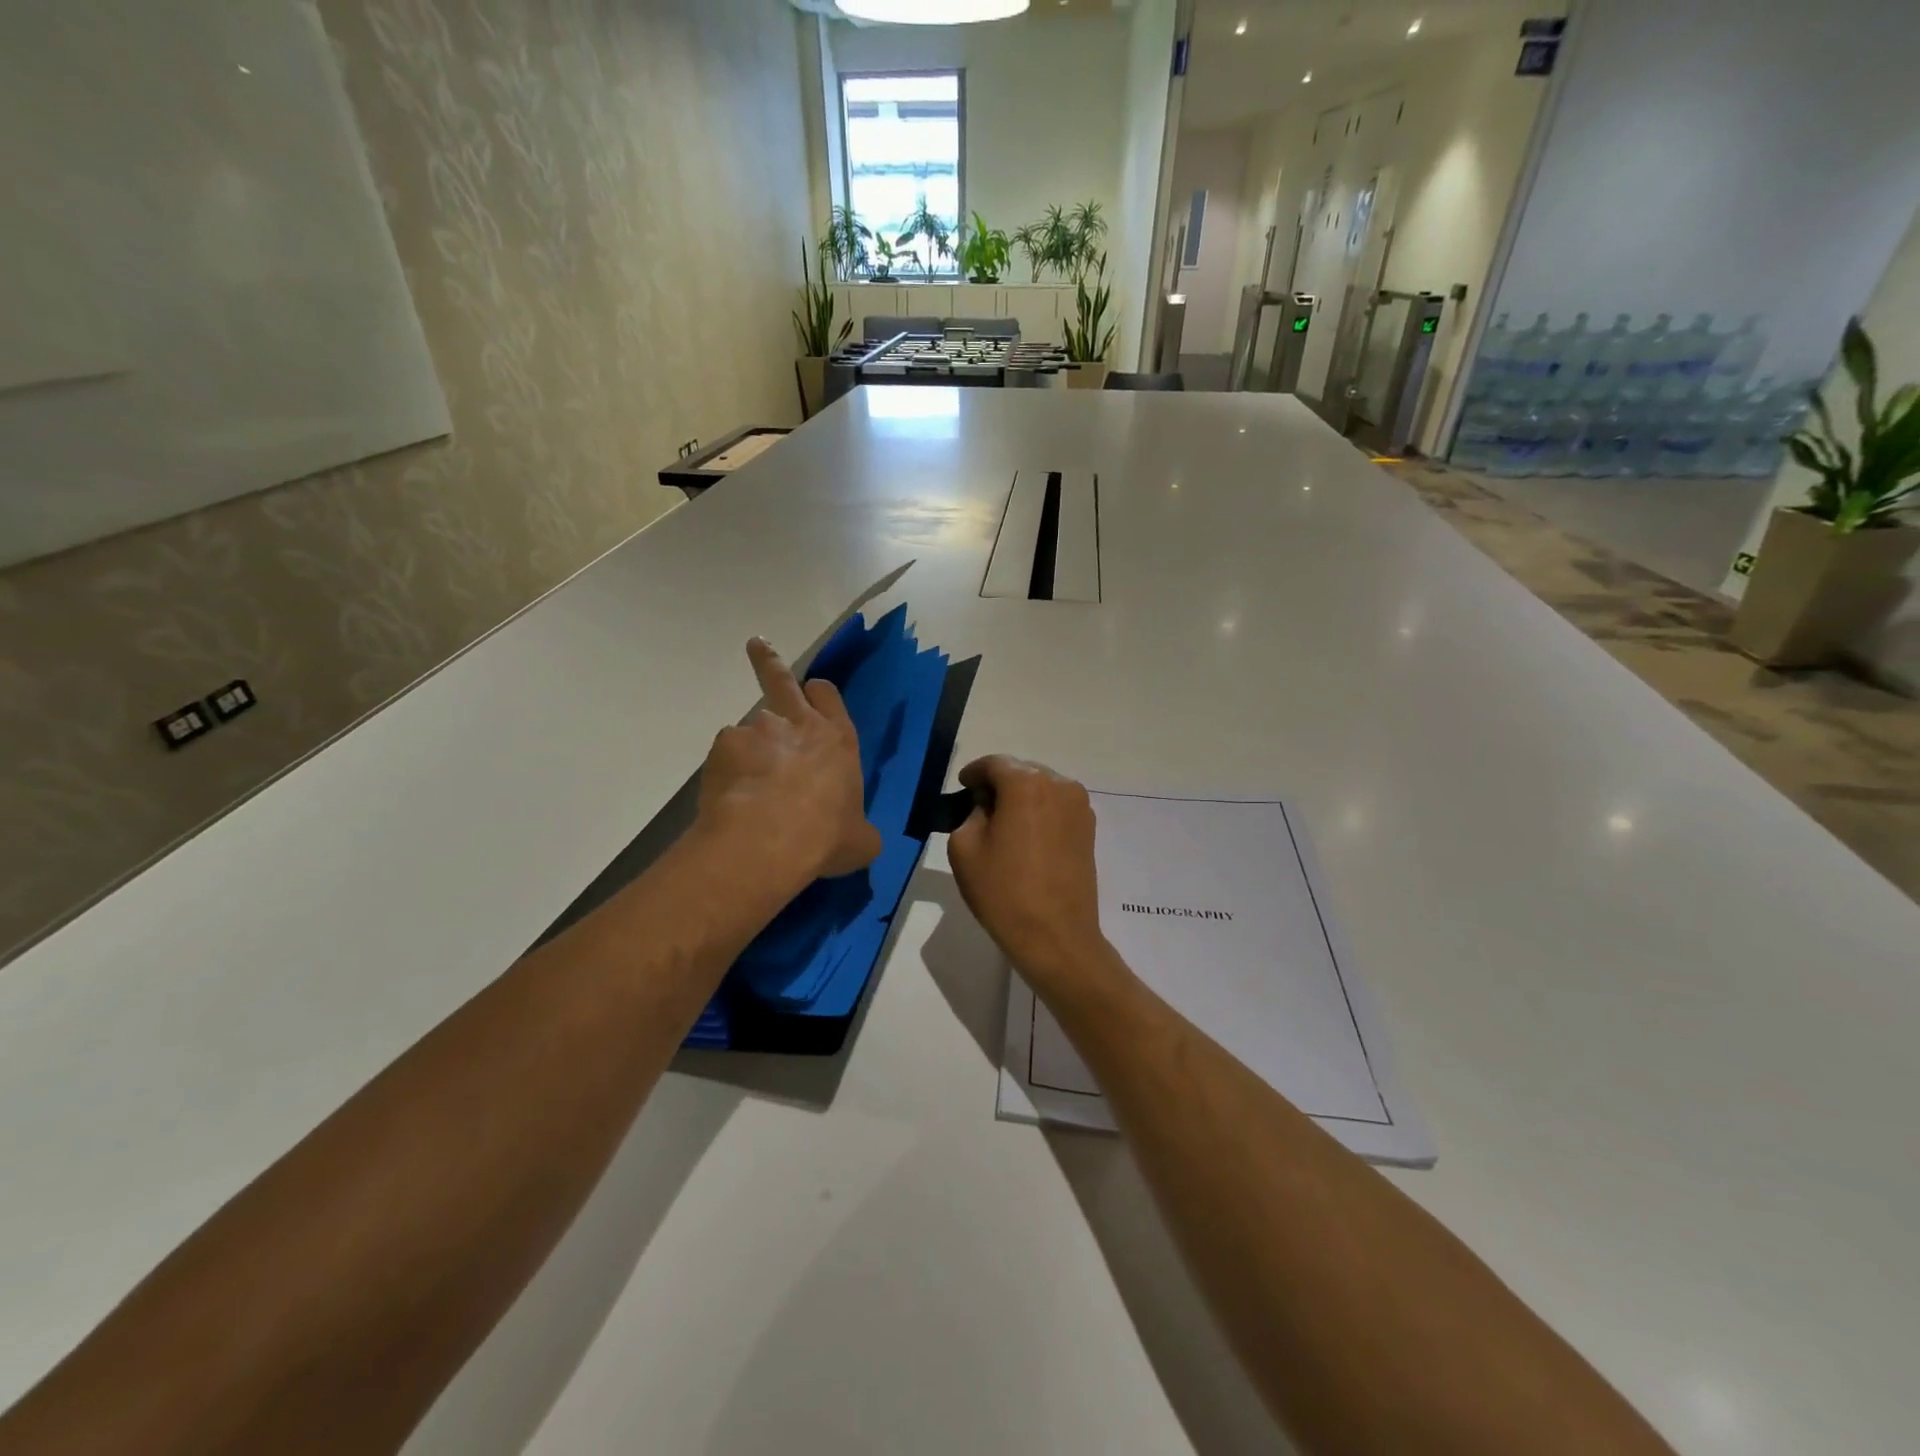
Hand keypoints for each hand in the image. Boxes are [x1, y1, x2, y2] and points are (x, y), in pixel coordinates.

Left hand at [695, 639, 882, 888]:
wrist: (768, 843)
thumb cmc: (825, 838)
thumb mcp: (860, 841)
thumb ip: (859, 829)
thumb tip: (860, 837)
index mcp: (838, 740)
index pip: (829, 696)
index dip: (820, 693)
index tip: (812, 693)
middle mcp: (799, 724)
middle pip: (782, 678)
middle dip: (769, 660)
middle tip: (757, 646)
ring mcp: (758, 730)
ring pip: (750, 728)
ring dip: (749, 749)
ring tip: (746, 787)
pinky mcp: (724, 746)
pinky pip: (725, 755)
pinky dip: (727, 772)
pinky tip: (730, 799)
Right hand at [946, 756, 1122, 1003]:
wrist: (1055, 936)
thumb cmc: (1003, 892)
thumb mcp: (965, 848)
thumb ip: (971, 813)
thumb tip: (988, 808)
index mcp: (1027, 784)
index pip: (994, 764)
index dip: (974, 773)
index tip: (962, 788)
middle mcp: (1059, 785)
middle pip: (1021, 772)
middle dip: (999, 784)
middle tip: (979, 808)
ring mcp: (1080, 807)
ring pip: (1042, 789)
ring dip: (1021, 799)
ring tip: (1003, 825)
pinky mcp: (1089, 829)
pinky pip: (1057, 807)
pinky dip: (1040, 813)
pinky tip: (1026, 839)